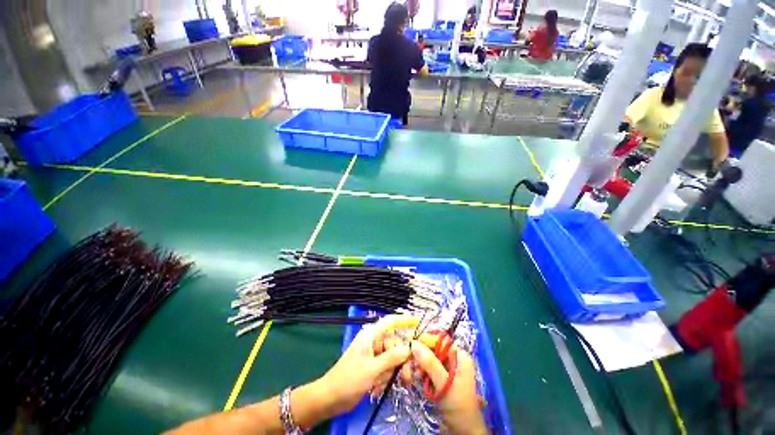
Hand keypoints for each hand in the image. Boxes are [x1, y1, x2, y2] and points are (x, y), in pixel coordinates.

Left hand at [316, 316, 411, 416]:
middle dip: (402, 360)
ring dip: (393, 372)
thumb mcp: (371, 369)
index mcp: (371, 335)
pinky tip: (378, 388)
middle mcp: (374, 341)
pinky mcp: (374, 366)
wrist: (330, 399)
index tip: (419, 323)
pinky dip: (386, 378)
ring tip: (386, 386)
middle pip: (396, 344)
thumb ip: (391, 358)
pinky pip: (387, 368)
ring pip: (393, 358)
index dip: (405, 320)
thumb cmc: (349, 380)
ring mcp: (374, 354)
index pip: (391, 322)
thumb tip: (409, 348)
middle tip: (407, 378)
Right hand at [411, 340, 486, 434]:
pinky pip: (427, 369)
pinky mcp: (439, 378)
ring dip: (418, 365)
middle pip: (432, 349)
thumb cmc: (458, 407)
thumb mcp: (445, 384)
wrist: (462, 432)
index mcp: (459, 356)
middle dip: (420, 356)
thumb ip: (430, 363)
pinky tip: (416, 379)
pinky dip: (420, 373)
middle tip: (410, 365)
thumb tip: (414, 343)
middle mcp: (452, 359)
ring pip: (427, 359)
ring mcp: (446, 369)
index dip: (426, 341)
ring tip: (412, 375)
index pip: (440, 340)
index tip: (411, 346)